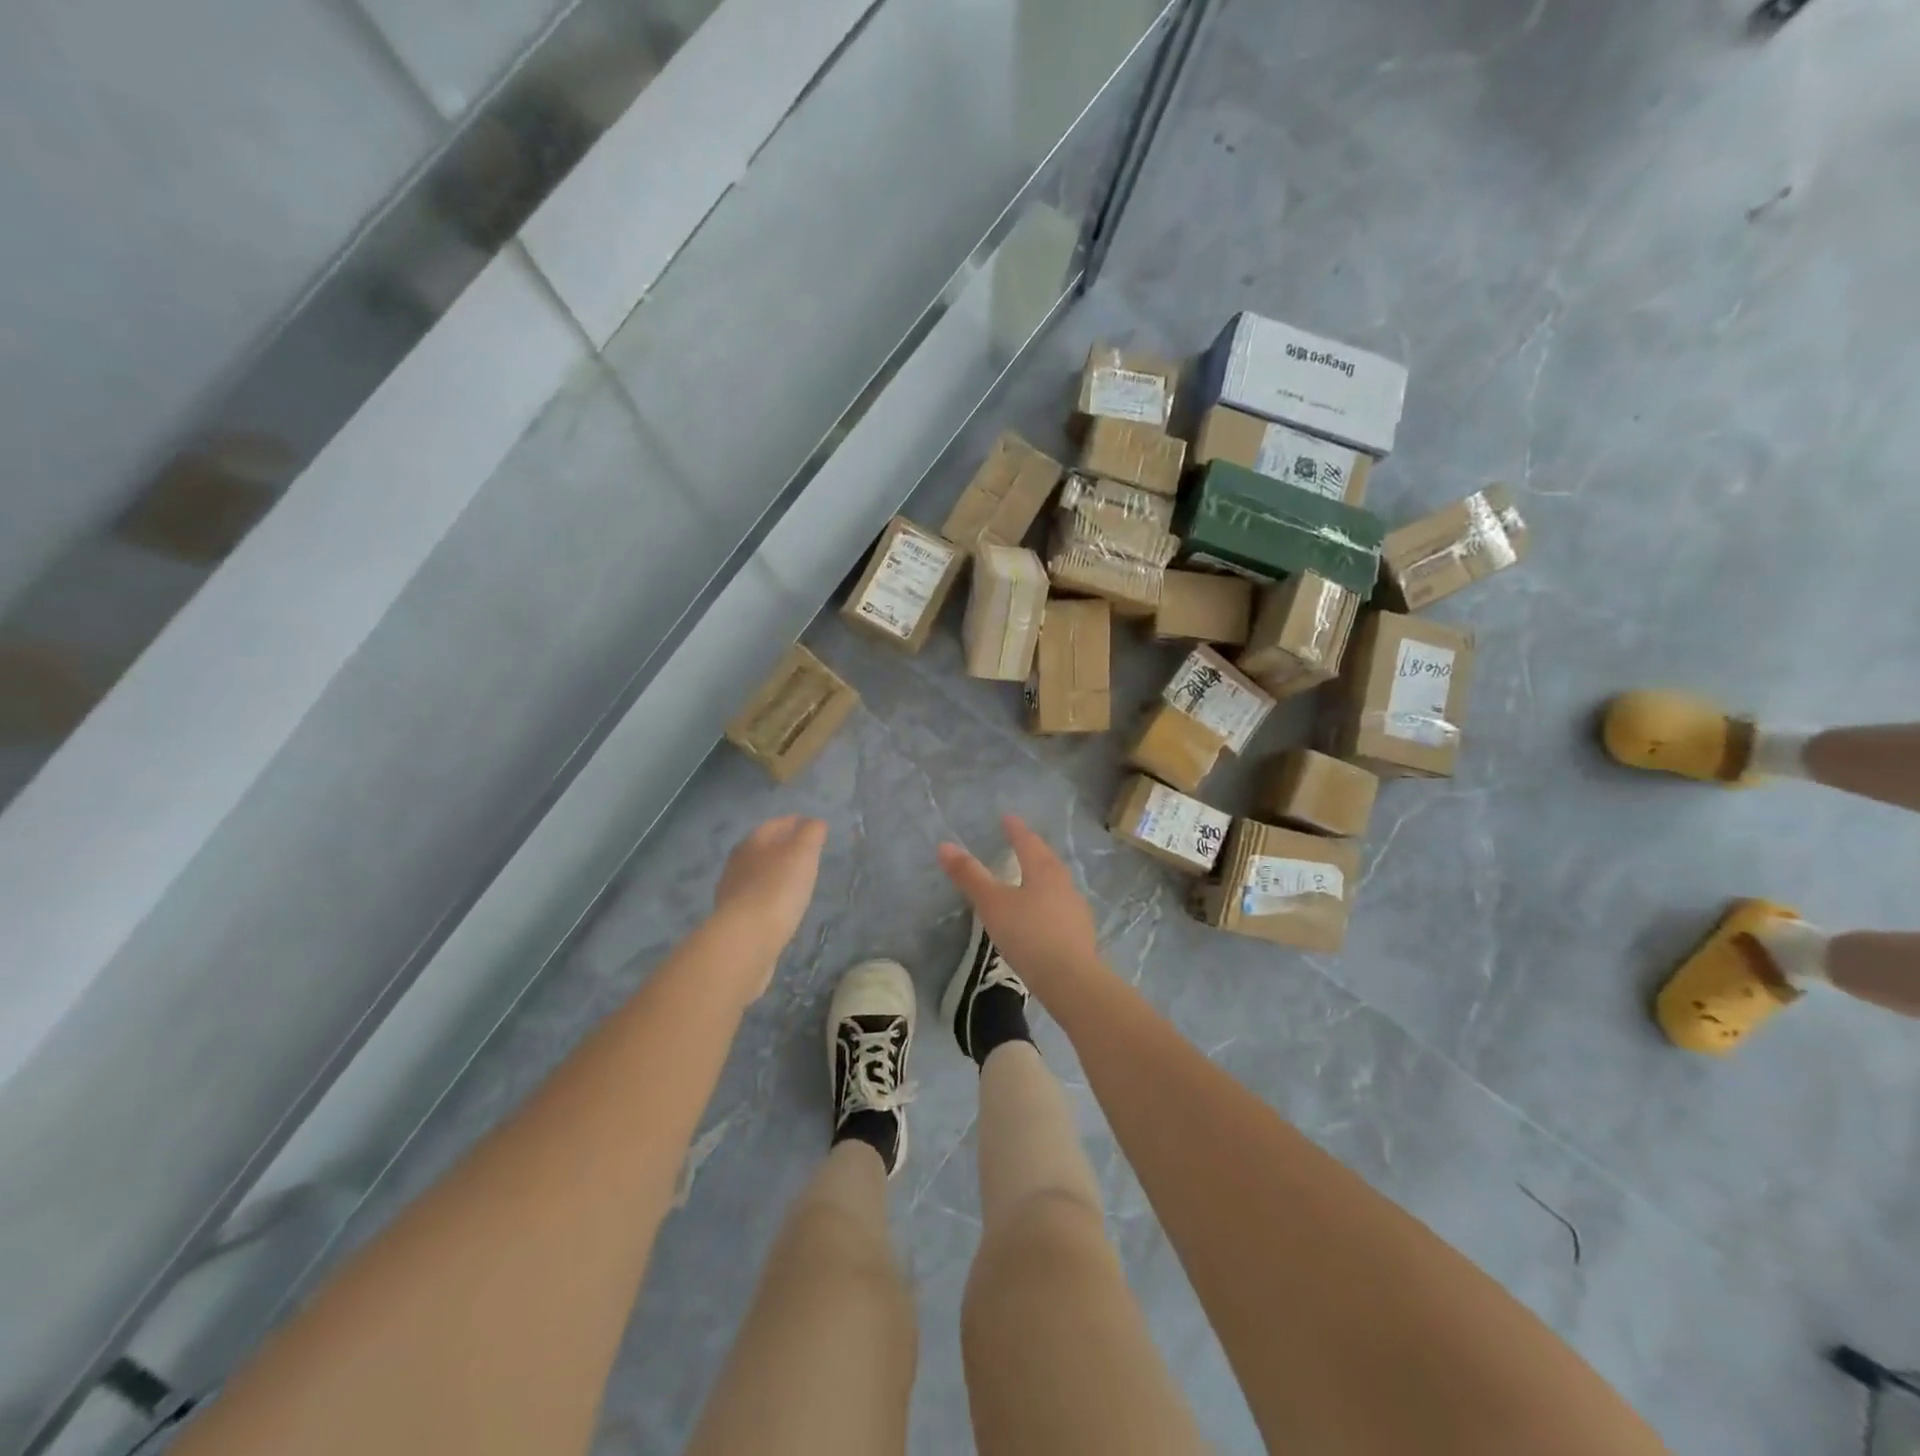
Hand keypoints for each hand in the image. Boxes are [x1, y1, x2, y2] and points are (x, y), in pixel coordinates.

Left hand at [712, 816, 827, 995]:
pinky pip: (756, 899)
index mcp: (753, 842)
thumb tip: (814, 822)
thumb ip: (811, 833)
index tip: (814, 827)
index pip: (777, 824)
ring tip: (797, 882)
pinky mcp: (734, 919)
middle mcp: (738, 863)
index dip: (797, 822)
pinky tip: (781, 907)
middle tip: (807, 854)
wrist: (746, 940)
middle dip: (784, 847)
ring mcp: (732, 892)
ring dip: (776, 874)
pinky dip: (770, 897)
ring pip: (758, 874)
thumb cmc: (777, 888)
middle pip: (764, 848)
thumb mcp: (802, 853)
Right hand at [937, 814, 1100, 990]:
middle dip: (1032, 849)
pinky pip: (1061, 906)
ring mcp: (1076, 909)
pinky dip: (1049, 901)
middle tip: (1020, 842)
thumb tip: (944, 846)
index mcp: (1044, 870)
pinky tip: (1042, 914)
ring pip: (1057, 883)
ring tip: (1030, 876)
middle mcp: (1064, 883)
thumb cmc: (1029, 935)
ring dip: (1043, 875)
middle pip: (1046, 859)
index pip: (1028, 841)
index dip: (1016, 829)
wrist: (1071, 980)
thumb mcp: (993, 904)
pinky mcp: (1080, 933)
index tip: (1008, 818)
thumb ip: (970, 876)